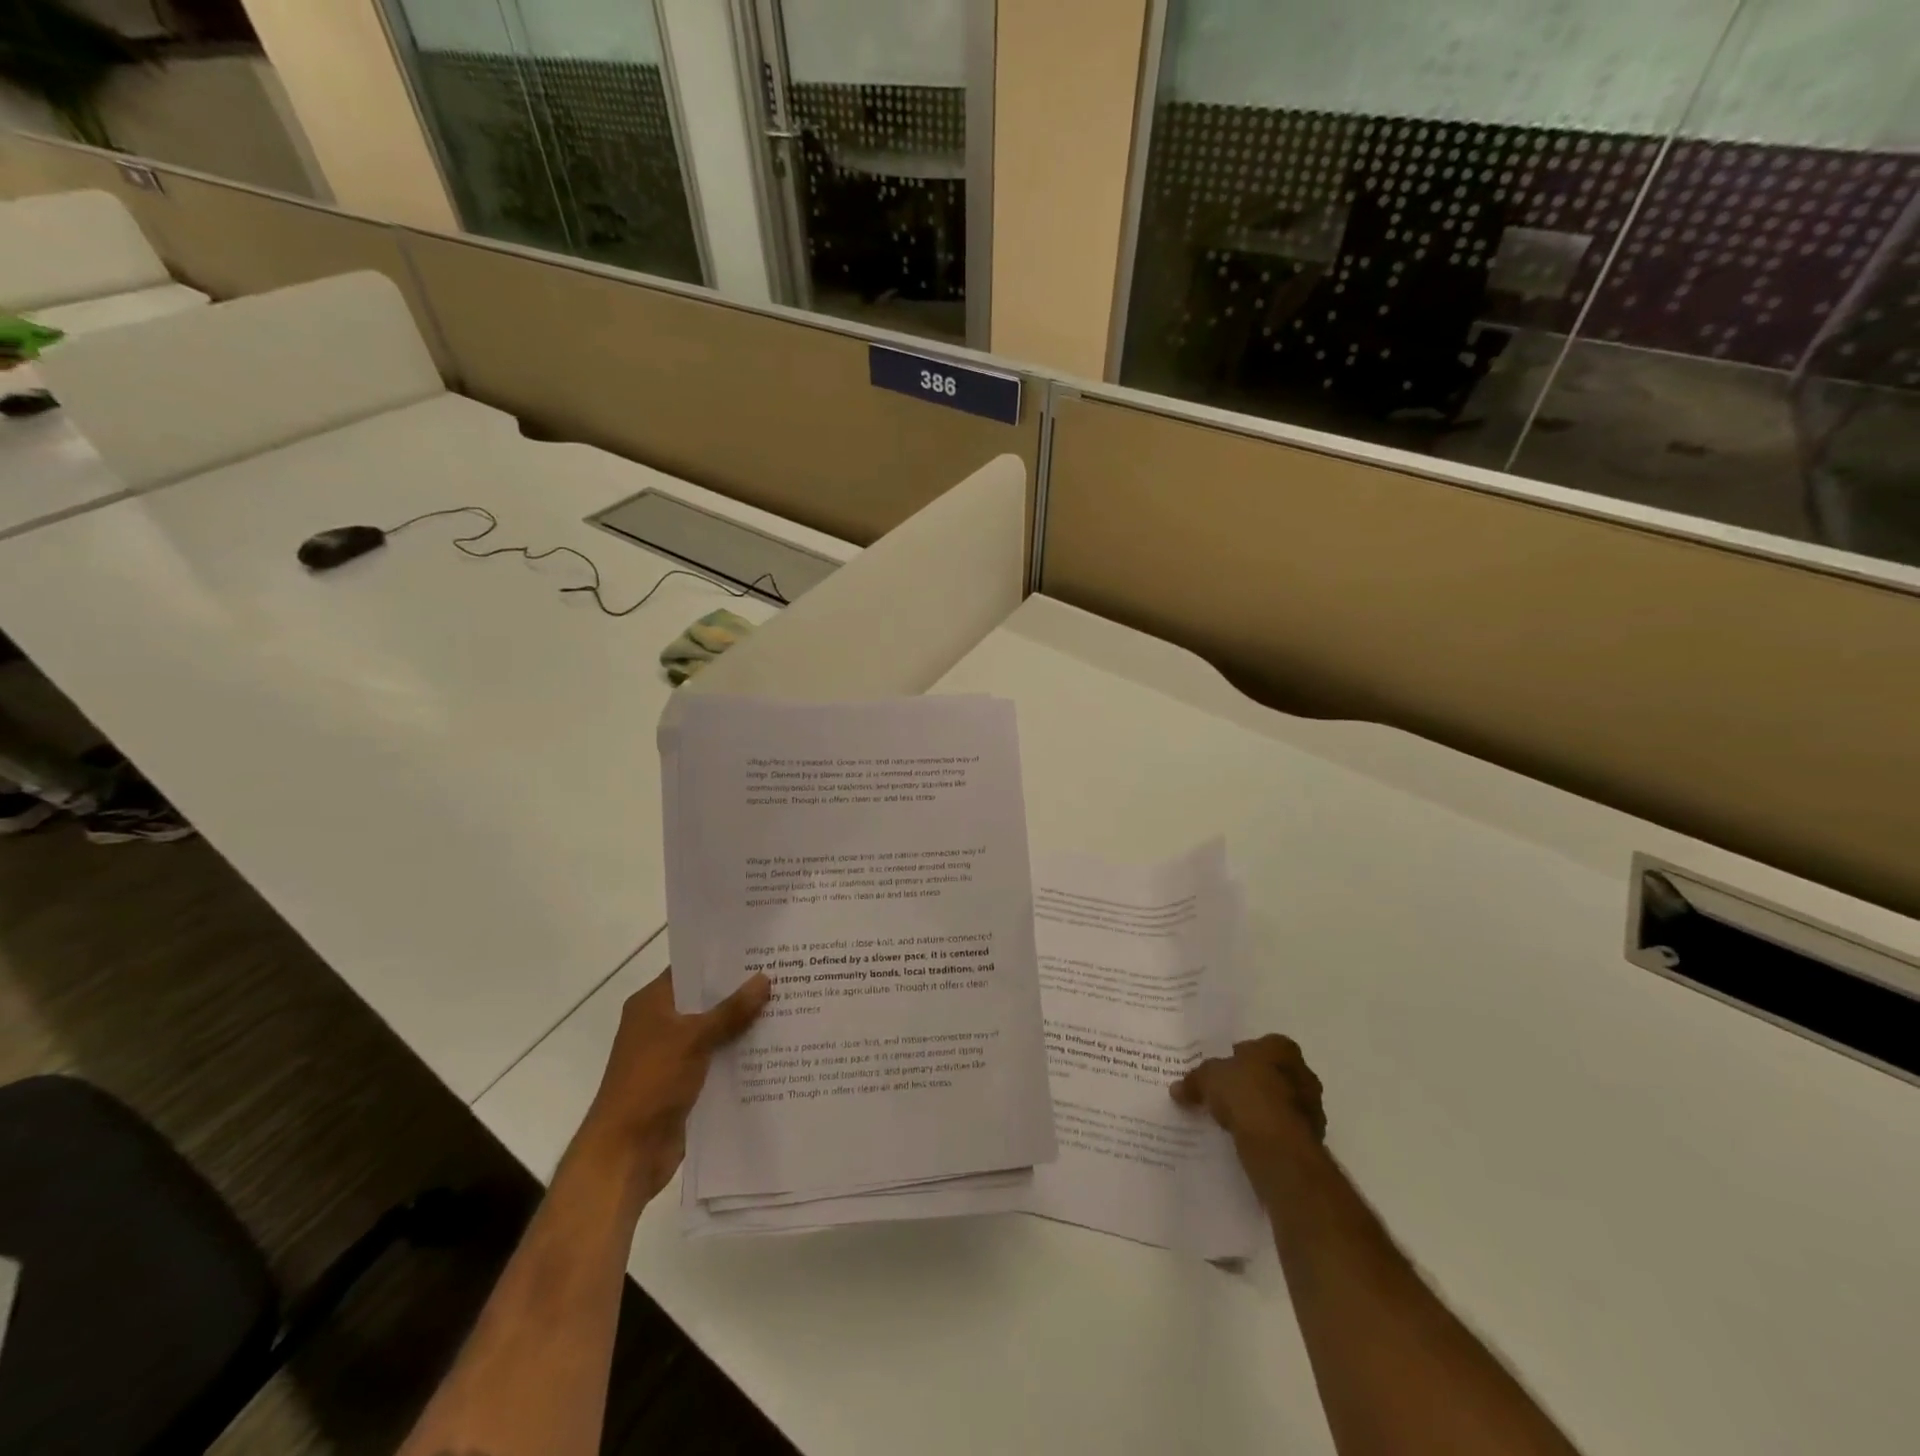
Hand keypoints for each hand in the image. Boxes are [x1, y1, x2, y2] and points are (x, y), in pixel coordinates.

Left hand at [575, 968, 769, 1201]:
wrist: (626, 1153)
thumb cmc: (651, 1083)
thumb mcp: (694, 1038)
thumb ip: (731, 1010)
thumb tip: (765, 979)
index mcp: (652, 1004)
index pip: (690, 969)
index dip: (722, 960)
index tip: (760, 950)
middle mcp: (661, 1024)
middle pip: (706, 1000)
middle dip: (741, 992)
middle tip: (784, 976)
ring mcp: (673, 1056)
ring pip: (715, 1031)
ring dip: (744, 1026)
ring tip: (788, 1008)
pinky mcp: (685, 1083)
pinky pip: (718, 1060)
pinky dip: (739, 1056)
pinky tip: (775, 1049)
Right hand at [1172, 1034, 1326, 1197]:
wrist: (1277, 1143)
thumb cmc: (1245, 1093)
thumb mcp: (1208, 1078)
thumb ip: (1195, 1080)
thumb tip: (1177, 1089)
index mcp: (1281, 1048)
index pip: (1259, 1046)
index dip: (1239, 1058)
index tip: (1223, 1073)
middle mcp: (1303, 1073)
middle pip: (1273, 1074)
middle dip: (1253, 1084)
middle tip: (1227, 1096)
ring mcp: (1312, 1108)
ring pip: (1281, 1104)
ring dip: (1263, 1111)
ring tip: (1236, 1122)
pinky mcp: (1313, 1139)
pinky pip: (1284, 1130)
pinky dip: (1270, 1134)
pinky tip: (1249, 1141)